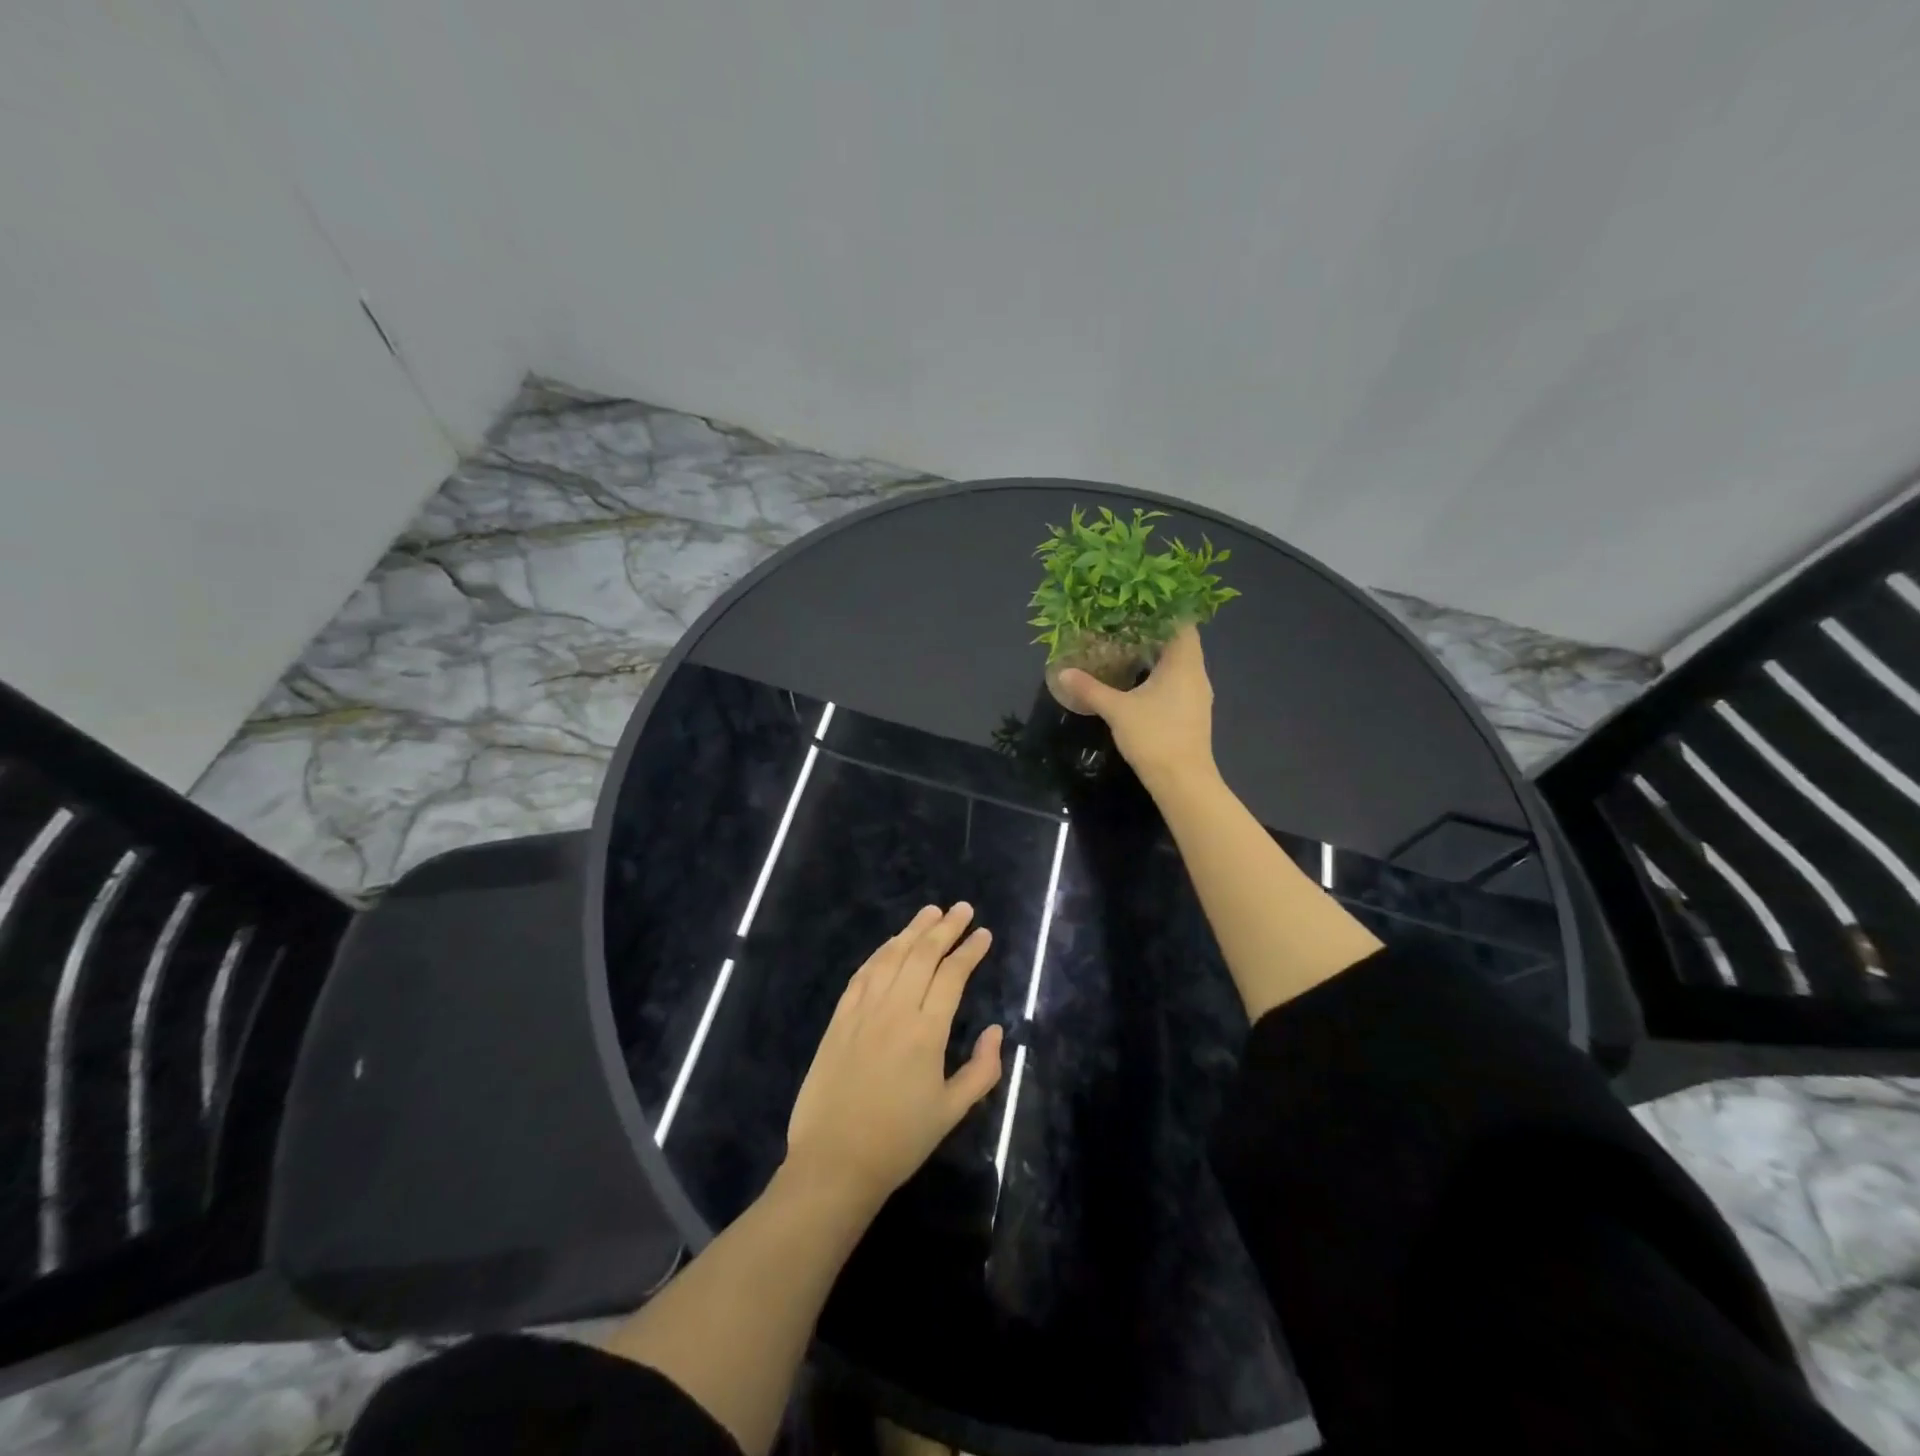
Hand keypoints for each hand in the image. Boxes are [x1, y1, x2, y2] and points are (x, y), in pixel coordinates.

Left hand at [785, 903, 1003, 1209]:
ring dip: (913, 930)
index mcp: (927, 1032)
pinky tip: (892, 943)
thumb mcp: (952, 1112)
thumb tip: (997, 1031)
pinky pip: (863, 974)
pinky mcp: (839, 1018)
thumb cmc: (899, 1141)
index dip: (970, 950)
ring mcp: (863, 1011)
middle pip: (923, 955)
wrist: (834, 1162)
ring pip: (892, 957)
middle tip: (962, 909)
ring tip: (931, 911)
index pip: (952, 975)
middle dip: (946, 928)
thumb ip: (982, 1070)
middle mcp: (895, 1010)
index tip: (984, 933)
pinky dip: (880, 952)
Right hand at [1059, 622, 1215, 788]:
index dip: (1163, 610)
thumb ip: (1091, 689)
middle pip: (1180, 642)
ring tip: (1127, 646)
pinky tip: (1138, 680)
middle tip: (1124, 622)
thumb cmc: (1155, 737)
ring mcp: (1196, 695)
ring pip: (1179, 664)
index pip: (1182, 623)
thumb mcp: (1117, 710)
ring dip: (1157, 654)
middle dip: (1154, 631)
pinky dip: (1159, 674)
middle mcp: (1196, 674)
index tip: (1139, 602)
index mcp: (1184, 664)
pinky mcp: (1191, 713)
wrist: (1183, 782)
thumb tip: (1063, 672)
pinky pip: (1177, 682)